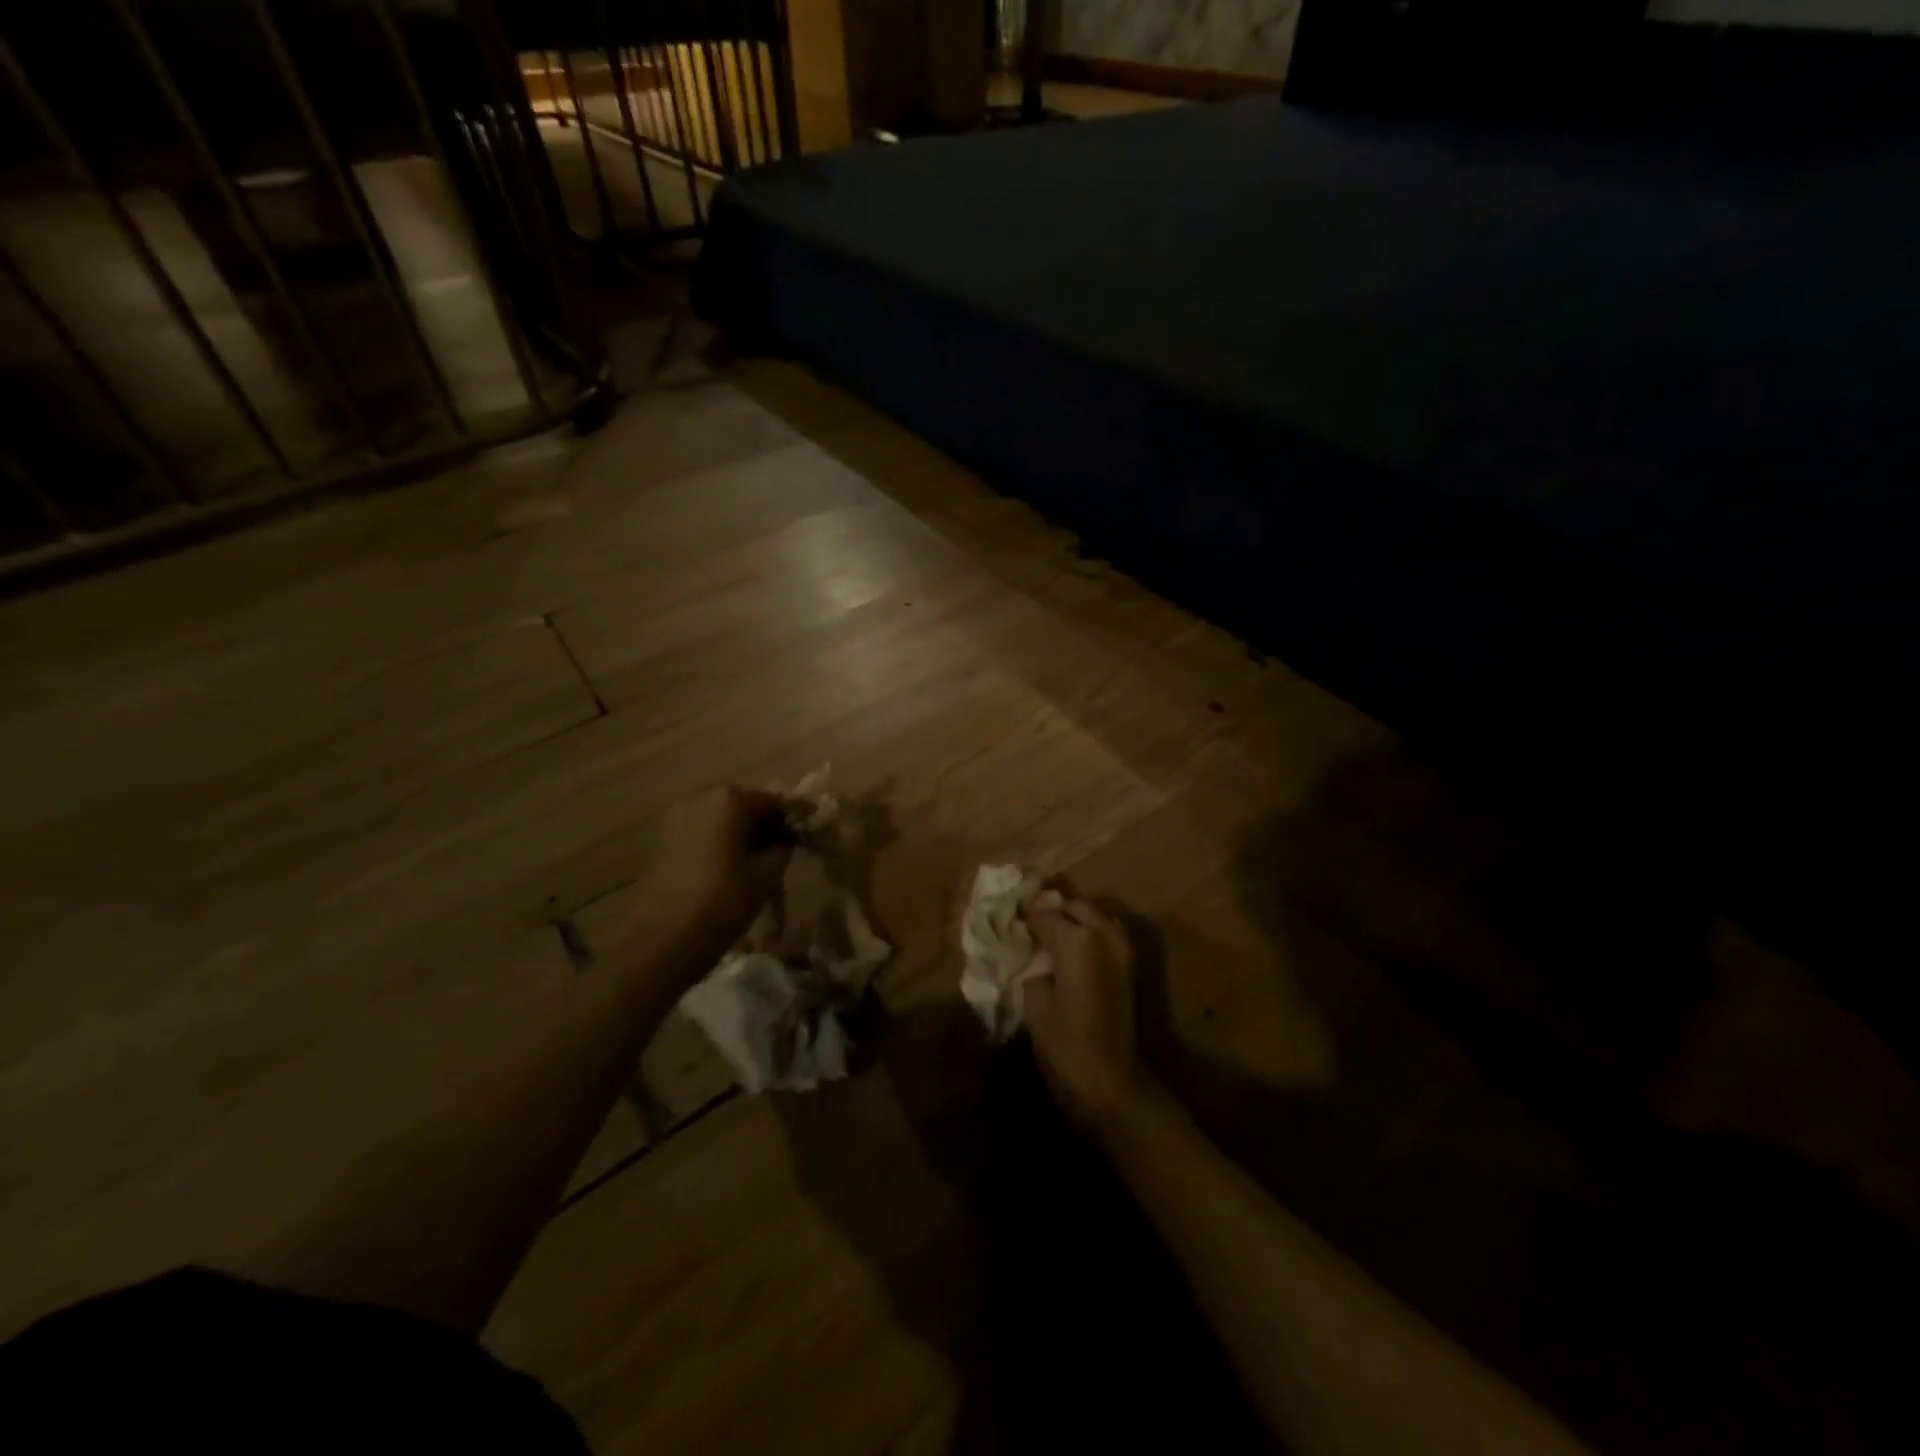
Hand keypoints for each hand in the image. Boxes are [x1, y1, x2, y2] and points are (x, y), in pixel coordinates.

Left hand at [635, 787, 792, 978]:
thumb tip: (786, 838)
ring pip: (721, 822)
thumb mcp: (768, 875)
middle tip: (783, 850)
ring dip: (741, 836)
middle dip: (765, 825)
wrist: (663, 941)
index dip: (794, 818)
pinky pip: (702, 834)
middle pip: (744, 807)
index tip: (808, 832)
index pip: (773, 801)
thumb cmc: (724, 902)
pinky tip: (730, 870)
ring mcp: (677, 820)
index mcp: (730, 801)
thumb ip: (783, 847)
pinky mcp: (663, 842)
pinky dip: (719, 845)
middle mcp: (700, 800)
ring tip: (757, 863)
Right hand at [1023, 899, 1159, 1133]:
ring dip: (1074, 920)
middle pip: (1072, 906)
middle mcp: (1103, 932)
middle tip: (1029, 930)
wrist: (1112, 1082)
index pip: (1041, 913)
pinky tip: (1072, 954)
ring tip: (1051, 939)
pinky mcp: (1130, 965)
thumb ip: (1031, 965)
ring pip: (1094, 916)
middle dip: (1051, 913)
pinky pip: (1107, 933)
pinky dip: (1090, 934)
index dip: (1022, 918)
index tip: (1006, 924)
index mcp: (1076, 939)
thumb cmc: (1065, 1044)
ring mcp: (1122, 947)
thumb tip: (1030, 952)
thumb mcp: (1034, 1002)